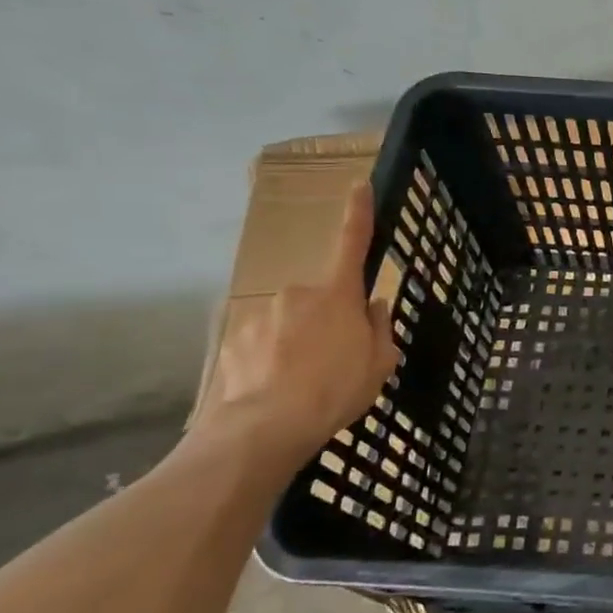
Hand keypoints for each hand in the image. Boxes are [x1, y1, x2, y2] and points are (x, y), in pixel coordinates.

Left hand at [204, 182, 399, 460]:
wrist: (265, 428)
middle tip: (339, 359)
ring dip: (299, 342)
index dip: (358, 212)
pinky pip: (263, 344)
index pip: (351, 242)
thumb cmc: (336, 389)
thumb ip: (378, 327)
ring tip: (306, 383)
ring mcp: (260, 316)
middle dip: (329, 319)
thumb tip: (371, 306)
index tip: (359, 184)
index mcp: (338, 293)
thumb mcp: (379, 362)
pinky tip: (277, 389)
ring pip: (290, 322)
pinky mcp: (233, 341)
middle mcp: (297, 293)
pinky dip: (272, 360)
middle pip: (321, 298)